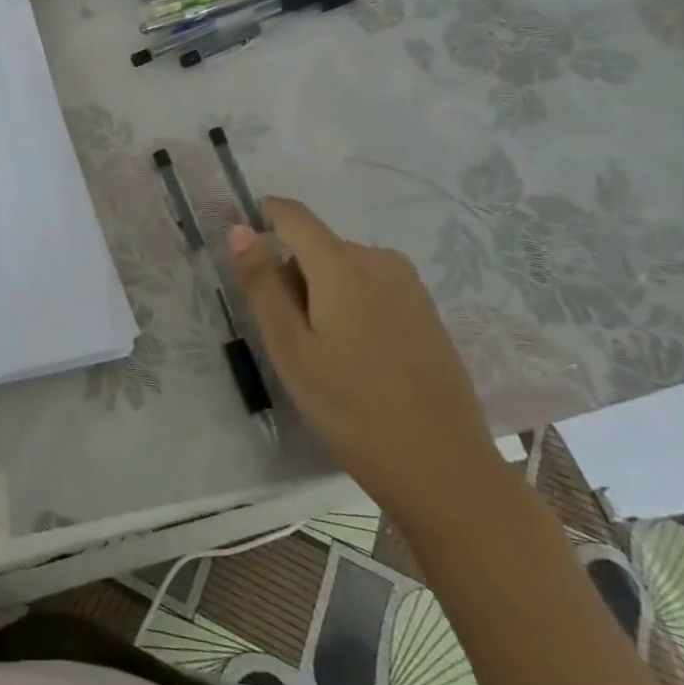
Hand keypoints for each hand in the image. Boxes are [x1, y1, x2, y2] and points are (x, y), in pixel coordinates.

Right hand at [229, 197, 502, 517]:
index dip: (261, 218)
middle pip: (316, 246)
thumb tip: (239, 228)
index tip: (244, 258)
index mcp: (343, 264)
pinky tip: (358, 359)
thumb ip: (262, 283)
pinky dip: (351, 306)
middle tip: (288, 336)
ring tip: (324, 354)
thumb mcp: (290, 349)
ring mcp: (409, 285)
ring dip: (322, 293)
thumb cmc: (351, 408)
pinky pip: (372, 287)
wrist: (444, 470)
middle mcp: (379, 260)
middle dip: (292, 275)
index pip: (292, 214)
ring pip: (343, 268)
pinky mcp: (426, 310)